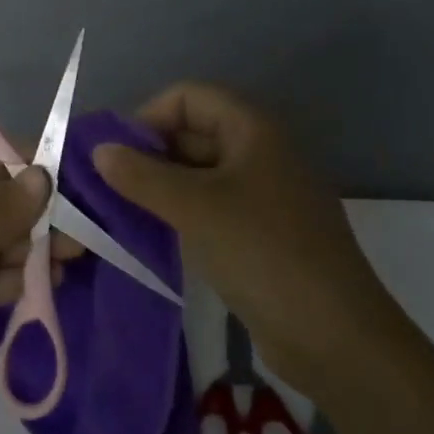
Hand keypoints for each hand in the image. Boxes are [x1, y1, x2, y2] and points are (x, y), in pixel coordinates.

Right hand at [95, 82, 394, 395]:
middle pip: (194, 132)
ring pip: (200, 173)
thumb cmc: (263, 253)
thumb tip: (99, 151)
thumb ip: (141, 176)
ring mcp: (264, 195)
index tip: (114, 153)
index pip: (189, 96)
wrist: (335, 337)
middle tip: (107, 186)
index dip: (148, 116)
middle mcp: (260, 152)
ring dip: (161, 186)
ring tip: (120, 211)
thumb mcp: (195, 208)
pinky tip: (154, 235)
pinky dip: (181, 213)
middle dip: (150, 153)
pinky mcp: (262, 233)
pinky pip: (212, 206)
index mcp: (252, 129)